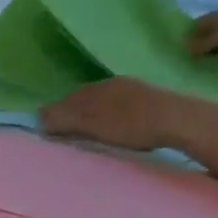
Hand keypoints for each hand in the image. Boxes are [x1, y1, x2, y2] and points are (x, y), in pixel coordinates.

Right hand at [40, 76, 190, 153]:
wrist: (178, 120)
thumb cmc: (131, 126)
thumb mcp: (94, 127)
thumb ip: (66, 121)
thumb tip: (39, 116)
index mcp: (96, 89)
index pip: (65, 101)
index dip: (53, 115)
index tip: (45, 131)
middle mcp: (110, 83)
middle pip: (80, 98)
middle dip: (68, 113)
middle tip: (60, 133)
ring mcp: (129, 87)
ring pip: (97, 99)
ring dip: (85, 113)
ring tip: (81, 130)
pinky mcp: (144, 96)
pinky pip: (113, 102)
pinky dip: (102, 112)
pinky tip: (107, 123)